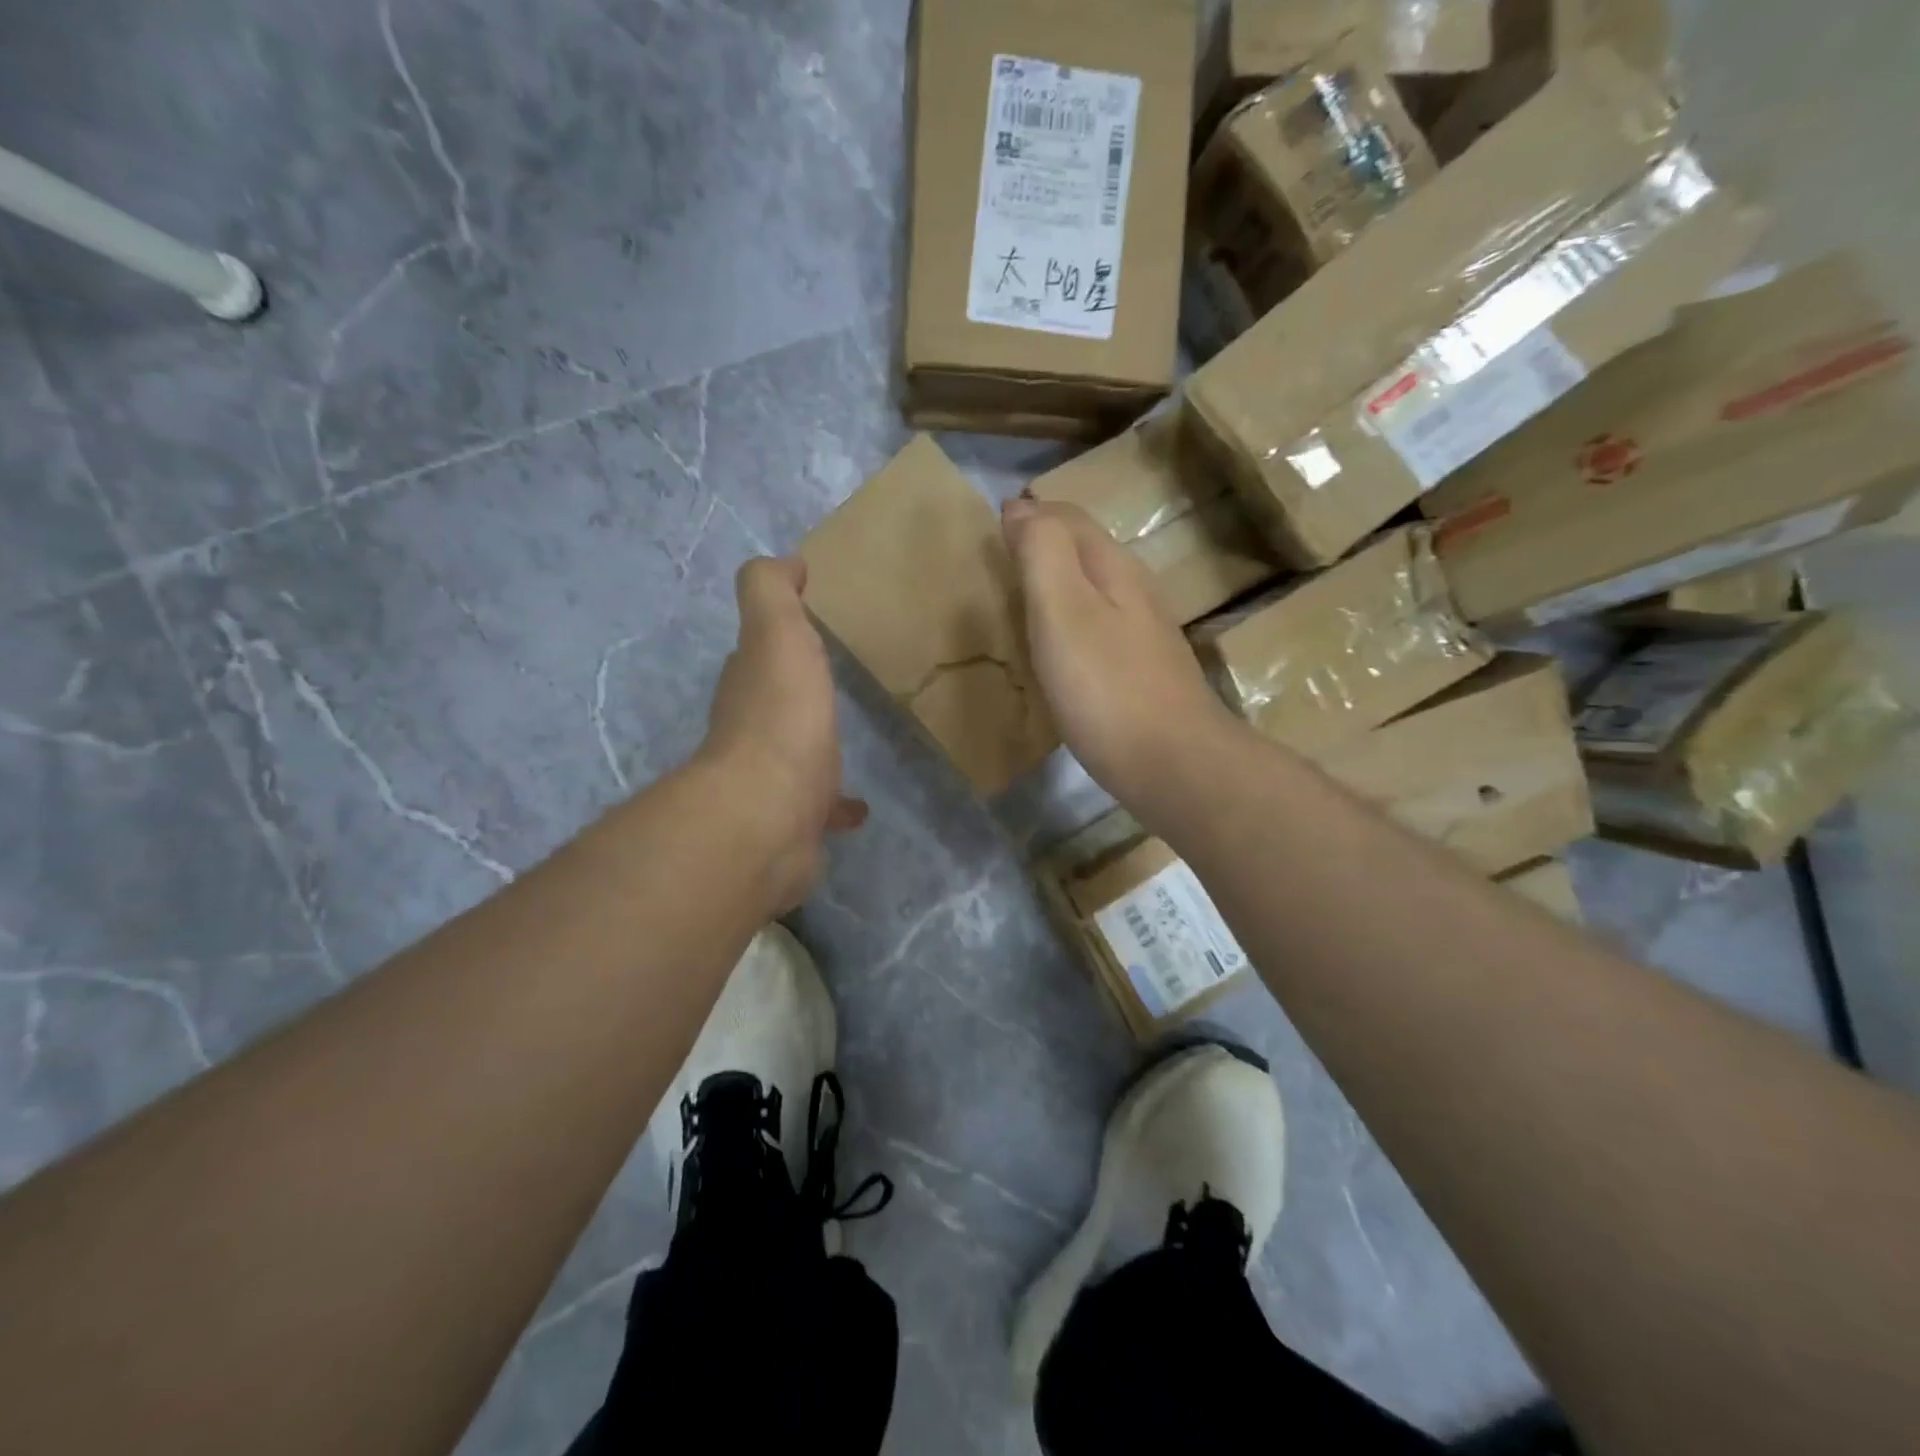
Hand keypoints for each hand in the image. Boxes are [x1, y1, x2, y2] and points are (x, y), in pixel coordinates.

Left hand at [698, 556, 865, 911]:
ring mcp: (773, 780)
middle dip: (794, 688)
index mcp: (751, 682)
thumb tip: (785, 562)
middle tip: (831, 678)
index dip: (779, 633)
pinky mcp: (797, 823)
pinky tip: (859, 807)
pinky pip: (821, 807)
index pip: (759, 650)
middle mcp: (753, 730)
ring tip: (846, 738)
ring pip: (797, 754)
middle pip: (775, 700)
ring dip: (814, 745)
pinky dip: (837, 804)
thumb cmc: (780, 717)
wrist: (768, 815)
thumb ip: (772, 592)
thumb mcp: (776, 634)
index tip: (810, 622)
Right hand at [1002, 498, 1239, 808]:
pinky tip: (1056, 650)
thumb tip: (1021, 507)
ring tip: (1019, 602)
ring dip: (1057, 584)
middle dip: (1043, 545)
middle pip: (1084, 550)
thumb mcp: (1062, 609)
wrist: (1172, 764)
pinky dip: (1070, 623)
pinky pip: (1098, 628)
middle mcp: (1135, 590)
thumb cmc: (1106, 687)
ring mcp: (1144, 633)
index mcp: (1113, 567)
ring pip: (1093, 589)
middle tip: (998, 563)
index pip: (1067, 517)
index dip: (1029, 515)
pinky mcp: (1142, 672)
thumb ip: (1042, 551)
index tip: (989, 531)